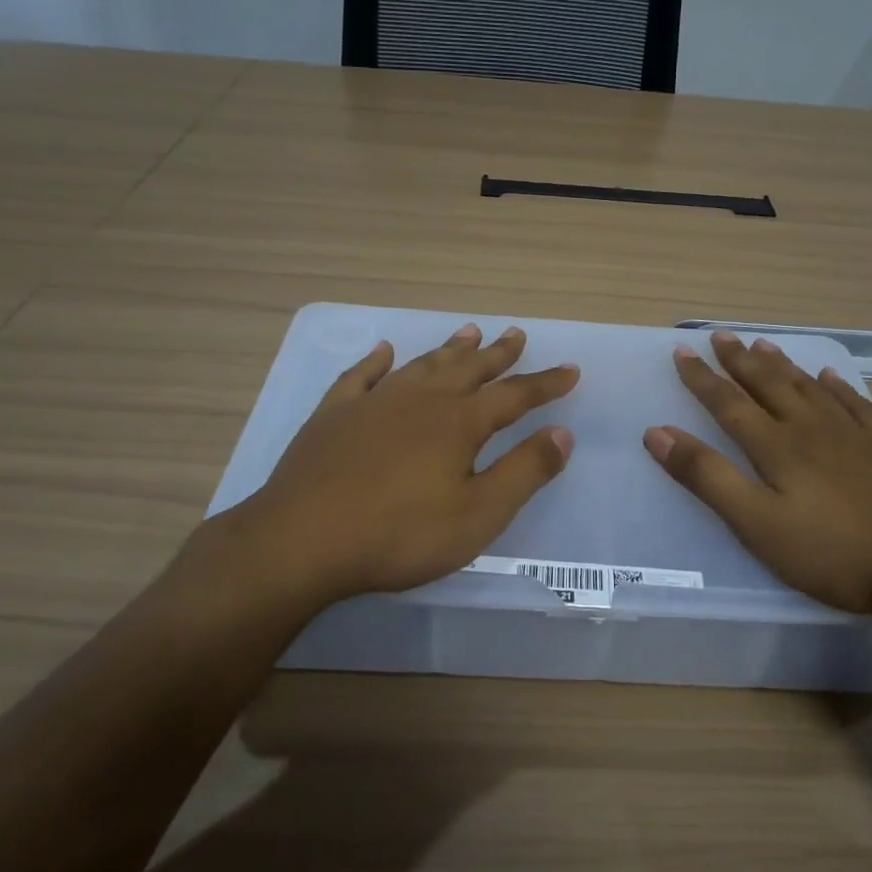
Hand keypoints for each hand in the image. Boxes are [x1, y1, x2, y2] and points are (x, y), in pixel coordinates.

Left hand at [231, 323, 578, 602]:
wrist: (302, 541)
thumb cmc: (399, 535)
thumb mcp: (477, 514)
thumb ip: (524, 471)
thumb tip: (563, 433)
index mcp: (459, 423)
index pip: (514, 396)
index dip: (545, 383)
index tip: (570, 369)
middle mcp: (420, 400)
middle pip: (468, 369)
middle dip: (497, 354)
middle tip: (516, 334)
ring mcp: (373, 403)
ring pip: (421, 365)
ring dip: (448, 349)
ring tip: (468, 331)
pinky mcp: (334, 415)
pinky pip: (360, 376)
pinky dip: (376, 361)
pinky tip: (384, 351)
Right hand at [643, 331, 871, 619]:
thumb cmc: (836, 551)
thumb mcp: (758, 524)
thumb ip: (707, 477)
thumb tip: (657, 433)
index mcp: (777, 446)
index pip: (728, 403)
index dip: (702, 378)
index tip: (682, 351)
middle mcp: (811, 428)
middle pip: (768, 385)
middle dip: (738, 362)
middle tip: (720, 336)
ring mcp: (854, 435)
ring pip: (809, 387)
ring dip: (782, 365)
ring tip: (763, 345)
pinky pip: (855, 404)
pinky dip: (837, 386)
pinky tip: (832, 376)